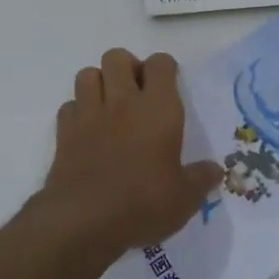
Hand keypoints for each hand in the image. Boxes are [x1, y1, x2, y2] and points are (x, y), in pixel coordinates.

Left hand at [32, 49, 220, 261]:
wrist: (83, 222)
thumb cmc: (143, 204)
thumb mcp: (184, 198)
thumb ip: (201, 178)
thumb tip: (215, 170)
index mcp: (158, 108)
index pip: (160, 64)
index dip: (165, 68)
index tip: (170, 85)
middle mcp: (123, 102)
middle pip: (117, 57)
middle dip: (127, 67)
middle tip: (137, 93)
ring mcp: (89, 114)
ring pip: (88, 74)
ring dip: (100, 83)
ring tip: (110, 106)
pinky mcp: (64, 133)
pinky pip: (69, 106)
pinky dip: (78, 111)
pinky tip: (88, 131)